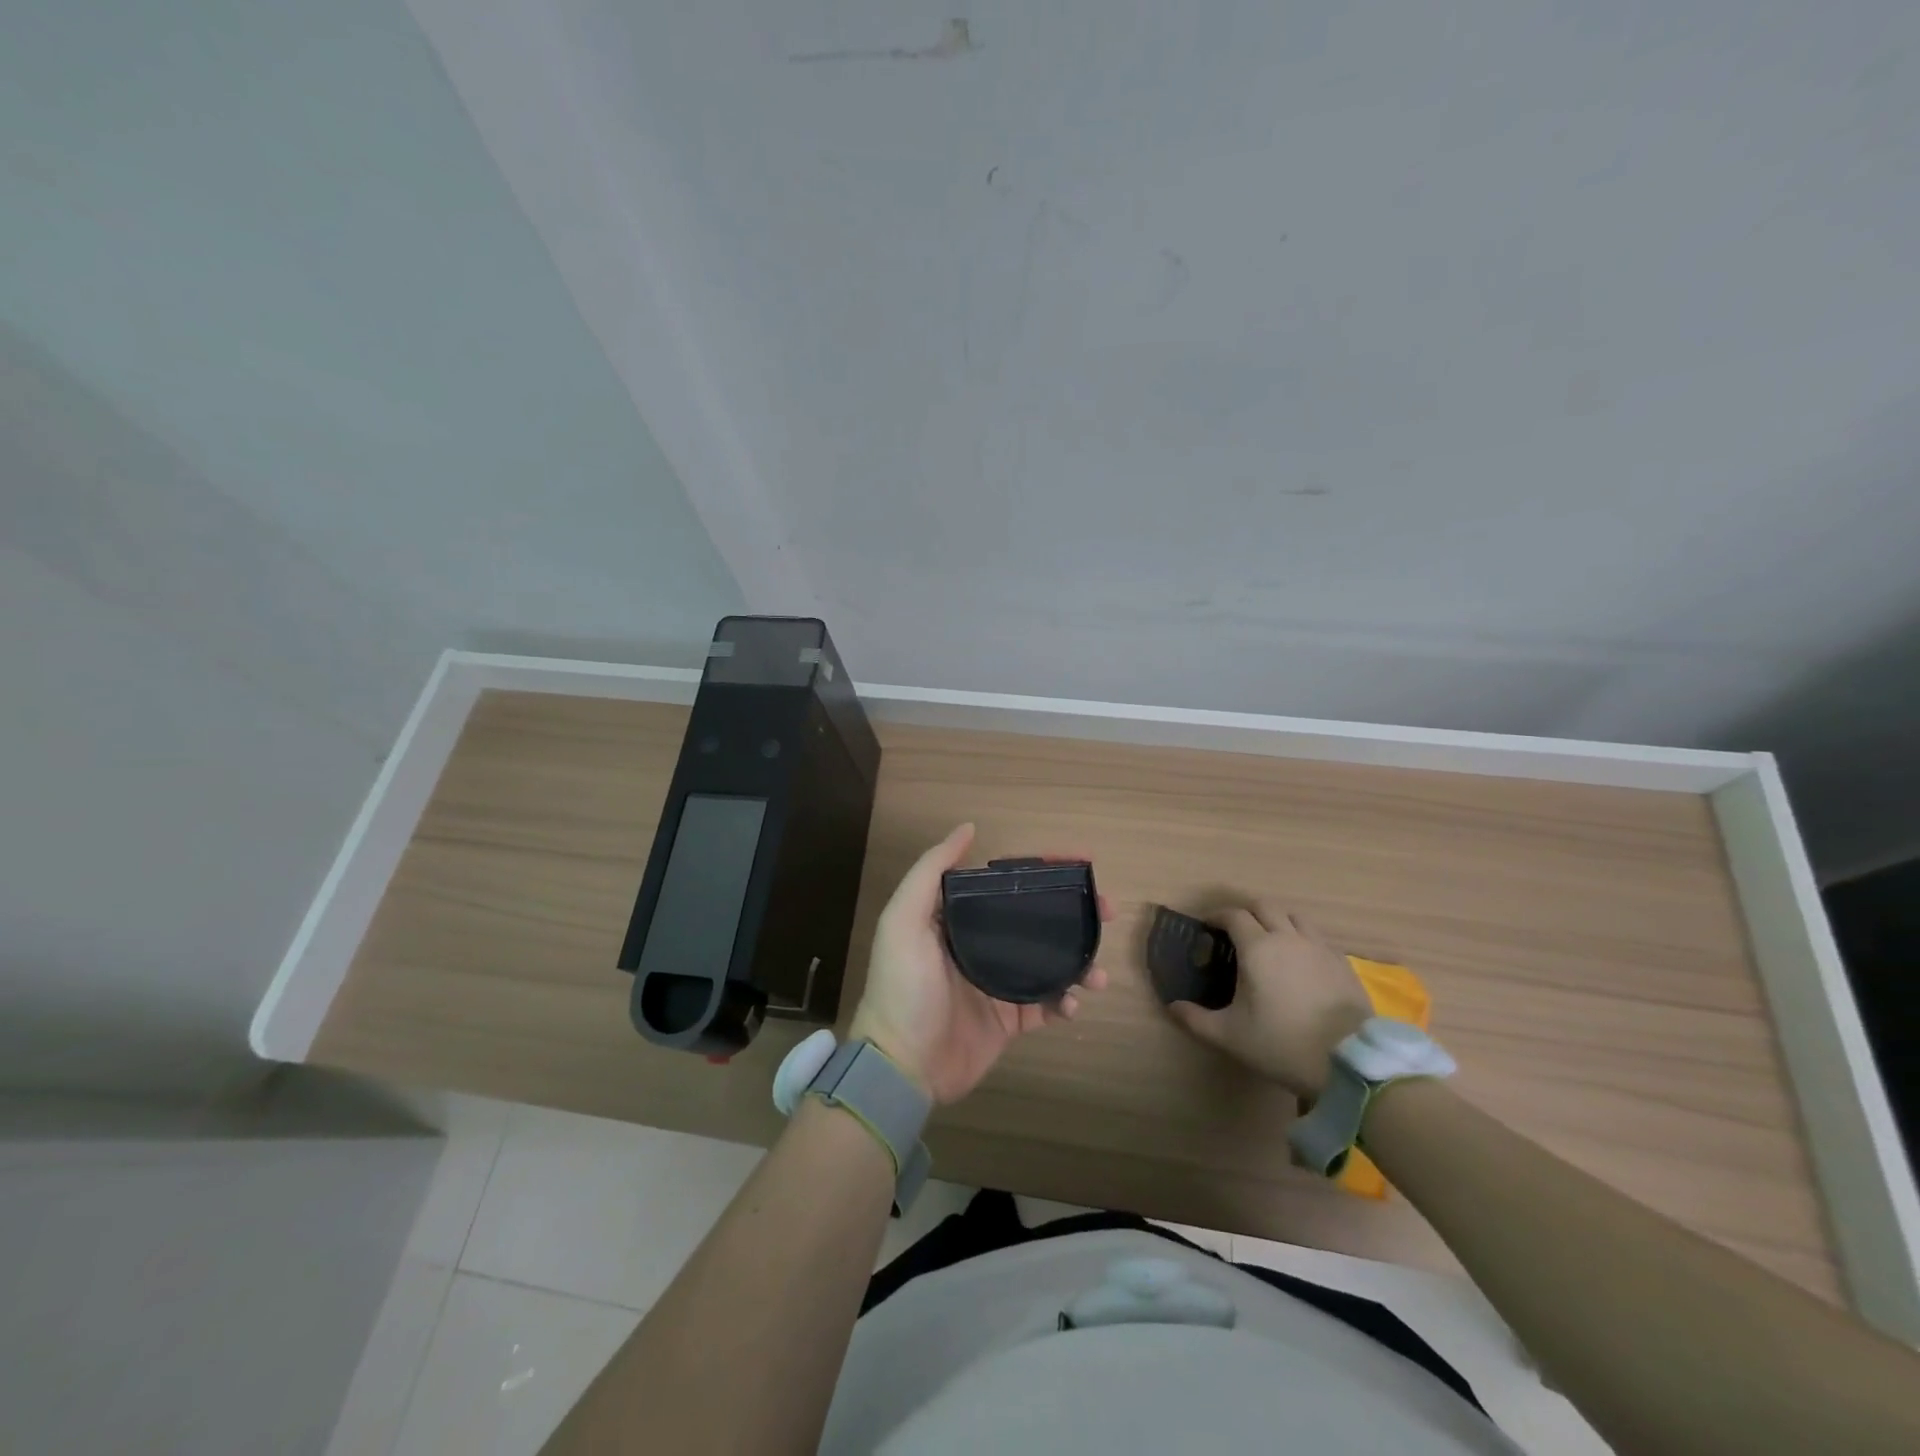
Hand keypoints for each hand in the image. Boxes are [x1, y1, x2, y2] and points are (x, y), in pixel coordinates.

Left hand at [849, 824, 1109, 1104]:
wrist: (901, 1065)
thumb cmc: (903, 986)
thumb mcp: (904, 919)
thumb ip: (931, 871)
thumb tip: (968, 828)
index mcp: (960, 919)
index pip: (1008, 885)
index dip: (1043, 871)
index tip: (1080, 862)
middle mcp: (982, 945)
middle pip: (1037, 919)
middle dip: (1074, 913)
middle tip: (1106, 911)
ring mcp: (998, 984)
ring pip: (1050, 961)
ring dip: (1079, 961)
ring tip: (1098, 972)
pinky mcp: (1009, 1021)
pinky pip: (1047, 1005)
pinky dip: (1066, 1002)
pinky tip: (1074, 1003)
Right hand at [1165, 902, 1369, 1098]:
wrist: (1349, 1063)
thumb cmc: (1282, 1044)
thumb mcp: (1230, 1036)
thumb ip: (1195, 1019)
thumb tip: (1172, 1006)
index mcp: (1257, 947)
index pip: (1233, 915)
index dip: (1217, 917)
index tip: (1207, 928)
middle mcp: (1288, 937)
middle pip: (1264, 907)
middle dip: (1246, 912)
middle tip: (1234, 932)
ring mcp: (1319, 948)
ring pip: (1294, 917)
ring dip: (1277, 920)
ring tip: (1269, 941)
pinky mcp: (1342, 963)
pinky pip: (1317, 937)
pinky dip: (1302, 938)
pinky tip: (1300, 961)